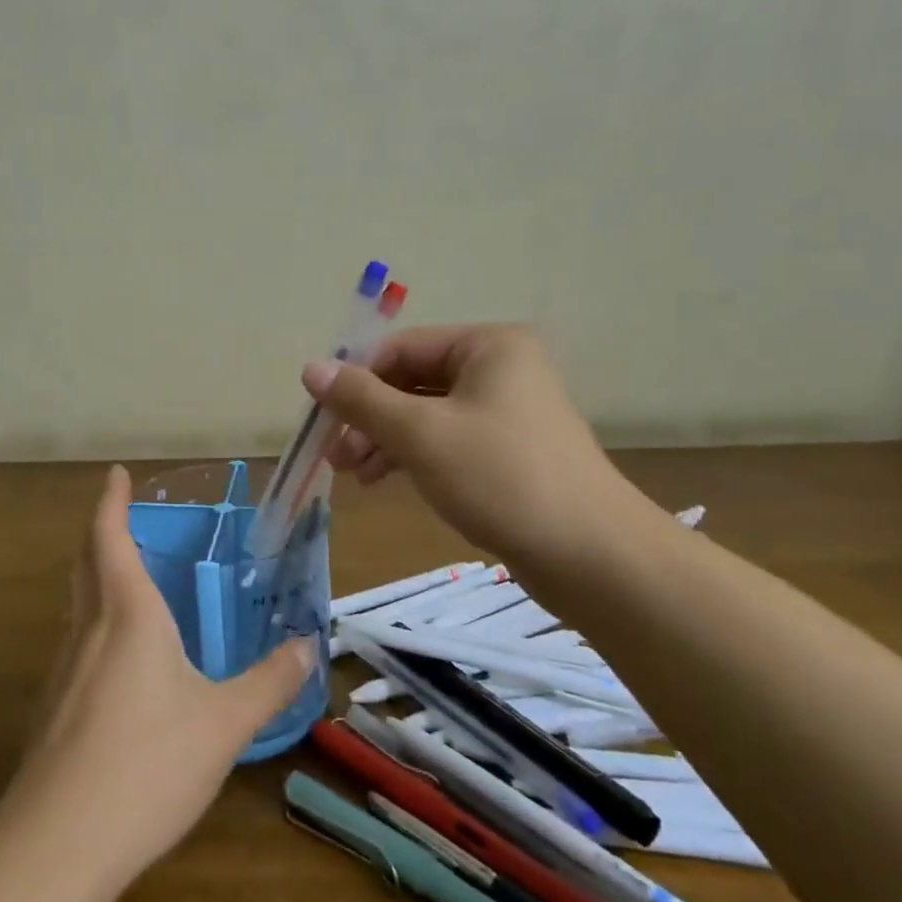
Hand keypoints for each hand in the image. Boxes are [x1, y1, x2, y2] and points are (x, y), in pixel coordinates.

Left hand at [0, 465, 313, 884]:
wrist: (58, 843)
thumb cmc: (148, 764)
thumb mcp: (225, 724)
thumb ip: (268, 683)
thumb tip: (306, 648)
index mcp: (127, 615)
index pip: (110, 538)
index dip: (111, 501)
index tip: (115, 473)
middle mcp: (89, 630)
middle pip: (85, 563)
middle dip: (100, 532)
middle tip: (121, 518)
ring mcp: (63, 670)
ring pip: (78, 605)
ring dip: (96, 578)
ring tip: (128, 581)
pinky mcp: (52, 708)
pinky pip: (77, 645)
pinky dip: (95, 625)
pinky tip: (119, 661)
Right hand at [304, 323, 659, 579]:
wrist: (591, 556)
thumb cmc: (500, 477)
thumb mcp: (420, 433)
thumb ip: (361, 399)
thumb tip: (310, 368)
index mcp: (487, 346)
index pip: (400, 348)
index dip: (355, 380)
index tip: (322, 420)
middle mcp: (500, 368)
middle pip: (411, 380)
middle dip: (368, 417)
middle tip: (333, 455)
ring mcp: (507, 411)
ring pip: (425, 414)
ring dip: (383, 439)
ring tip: (352, 475)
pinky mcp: (508, 451)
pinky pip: (445, 440)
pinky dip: (411, 456)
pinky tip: (382, 479)